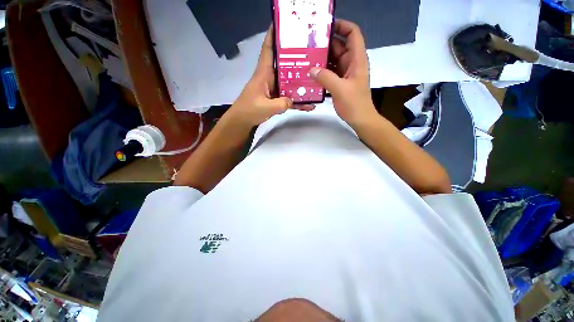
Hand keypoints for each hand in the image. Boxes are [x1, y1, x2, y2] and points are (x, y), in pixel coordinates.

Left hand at [227, 26, 313, 126]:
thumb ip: (281, 104)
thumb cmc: (249, 110)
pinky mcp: (276, 99)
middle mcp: (270, 78)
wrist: (242, 121)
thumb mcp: (265, 107)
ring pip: (289, 82)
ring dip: (301, 82)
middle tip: (312, 54)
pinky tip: (309, 104)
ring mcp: (274, 89)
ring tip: (316, 80)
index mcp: (264, 73)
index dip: (273, 36)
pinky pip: (289, 98)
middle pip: (284, 65)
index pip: (268, 50)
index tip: (282, 25)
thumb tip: (292, 100)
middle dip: (296, 58)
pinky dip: (297, 101)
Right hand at [310, 20, 376, 126]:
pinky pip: (330, 72)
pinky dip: (321, 71)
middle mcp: (351, 63)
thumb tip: (311, 69)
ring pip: (333, 60)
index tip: (325, 26)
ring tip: (306, 57)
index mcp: (357, 60)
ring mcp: (345, 73)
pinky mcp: (340, 82)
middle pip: (339, 46)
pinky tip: (311, 73)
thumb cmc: (354, 104)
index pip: (352, 34)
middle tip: (308, 44)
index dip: (341, 26)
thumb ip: (326, 78)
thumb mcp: (340, 89)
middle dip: (325, 43)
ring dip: (321, 58)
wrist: (360, 119)